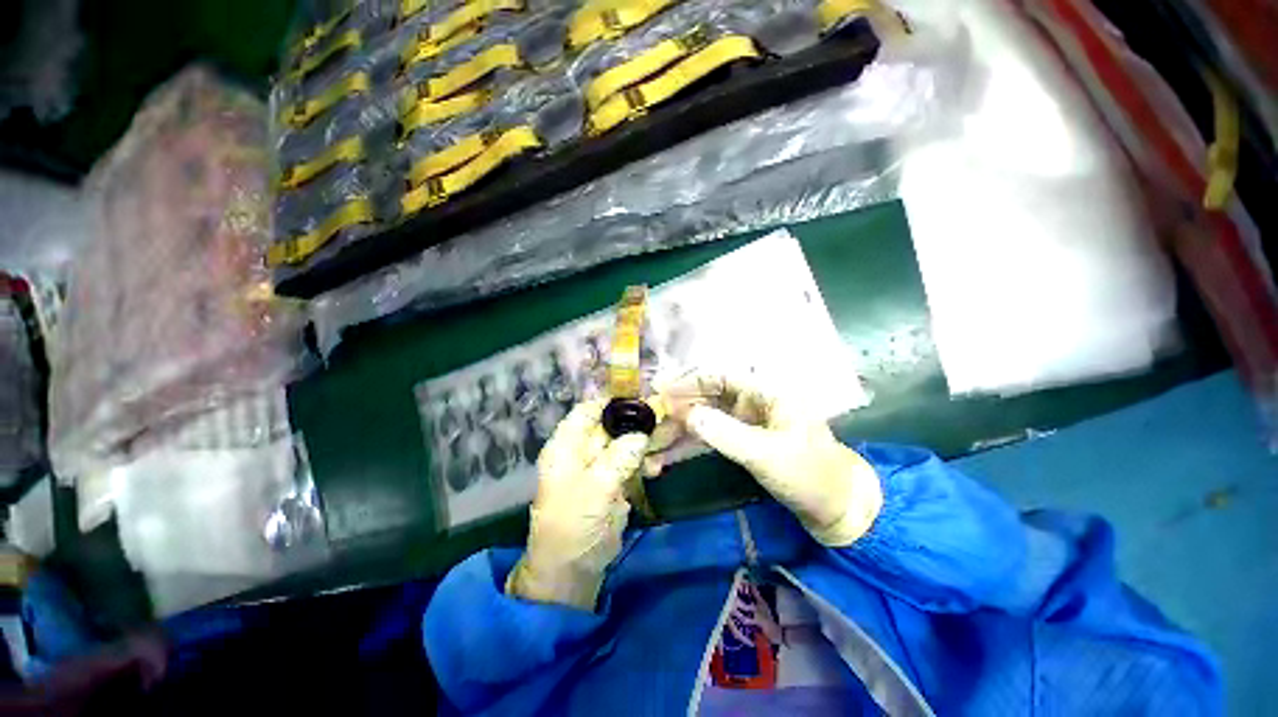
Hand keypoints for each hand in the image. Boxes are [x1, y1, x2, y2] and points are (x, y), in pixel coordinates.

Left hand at [506, 400, 649, 610]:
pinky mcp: (613, 481)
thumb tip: (641, 435)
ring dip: (647, 440)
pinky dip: (645, 462)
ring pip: (625, 442)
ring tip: (672, 435)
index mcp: (567, 445)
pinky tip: (659, 467)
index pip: (588, 410)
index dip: (612, 400)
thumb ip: (619, 458)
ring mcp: (600, 466)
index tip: (642, 396)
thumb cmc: (574, 525)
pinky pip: (632, 462)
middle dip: (638, 420)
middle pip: (612, 424)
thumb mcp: (595, 489)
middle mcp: (582, 450)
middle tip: (667, 413)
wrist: (573, 569)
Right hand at [661, 374, 881, 546]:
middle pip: (707, 398)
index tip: (661, 394)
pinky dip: (691, 445)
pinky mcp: (743, 443)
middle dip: (679, 411)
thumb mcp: (766, 454)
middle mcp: (753, 403)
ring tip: (654, 446)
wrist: (837, 509)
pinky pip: (711, 438)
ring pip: (706, 419)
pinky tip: (670, 455)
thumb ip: (725, 433)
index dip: (688, 382)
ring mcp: (747, 424)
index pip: (719, 377)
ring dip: (681, 431)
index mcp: (765, 393)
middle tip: (652, 425)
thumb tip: (686, 414)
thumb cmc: (809, 475)